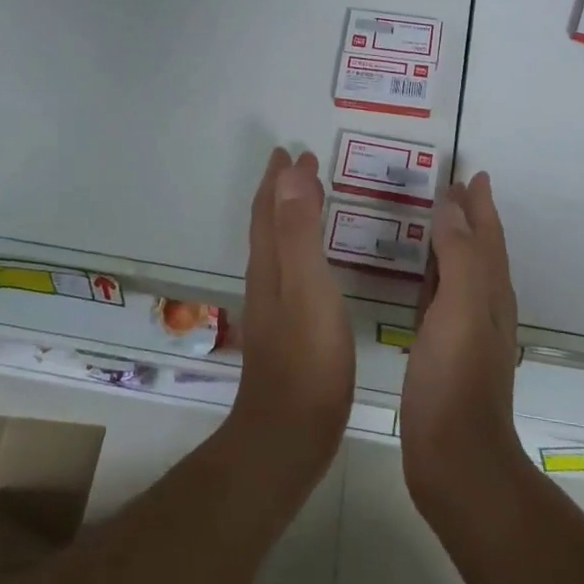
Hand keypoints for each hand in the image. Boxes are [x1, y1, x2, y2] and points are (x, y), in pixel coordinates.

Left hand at [226, 148, 355, 484]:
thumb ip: (299, 231)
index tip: (292, 151)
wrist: (290, 432)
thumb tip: (290, 174)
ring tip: (309, 199)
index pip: (269, 210)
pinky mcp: (290, 331)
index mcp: (270, 266)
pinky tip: (316, 263)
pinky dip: (301, 249)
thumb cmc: (308, 358)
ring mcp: (276, 308)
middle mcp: (267, 281)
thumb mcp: (307, 286)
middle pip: (268, 225)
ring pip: (278, 248)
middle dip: (281, 192)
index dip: (278, 180)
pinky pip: (292, 271)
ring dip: (289, 217)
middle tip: (300, 165)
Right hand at [400, 172, 526, 516]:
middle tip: (451, 190)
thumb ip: (460, 255)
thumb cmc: (456, 379)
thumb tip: (452, 207)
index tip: (473, 174)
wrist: (455, 459)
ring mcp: (465, 333)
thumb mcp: (461, 308)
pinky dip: (434, 279)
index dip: (481, 205)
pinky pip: (441, 301)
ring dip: (452, 245)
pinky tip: (420, 281)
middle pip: (479, 250)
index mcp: (490, 292)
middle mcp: (484, 308)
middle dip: (469, 218)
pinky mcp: (444, 355)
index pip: (488, 235)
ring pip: (461, 274)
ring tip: (435, 222)